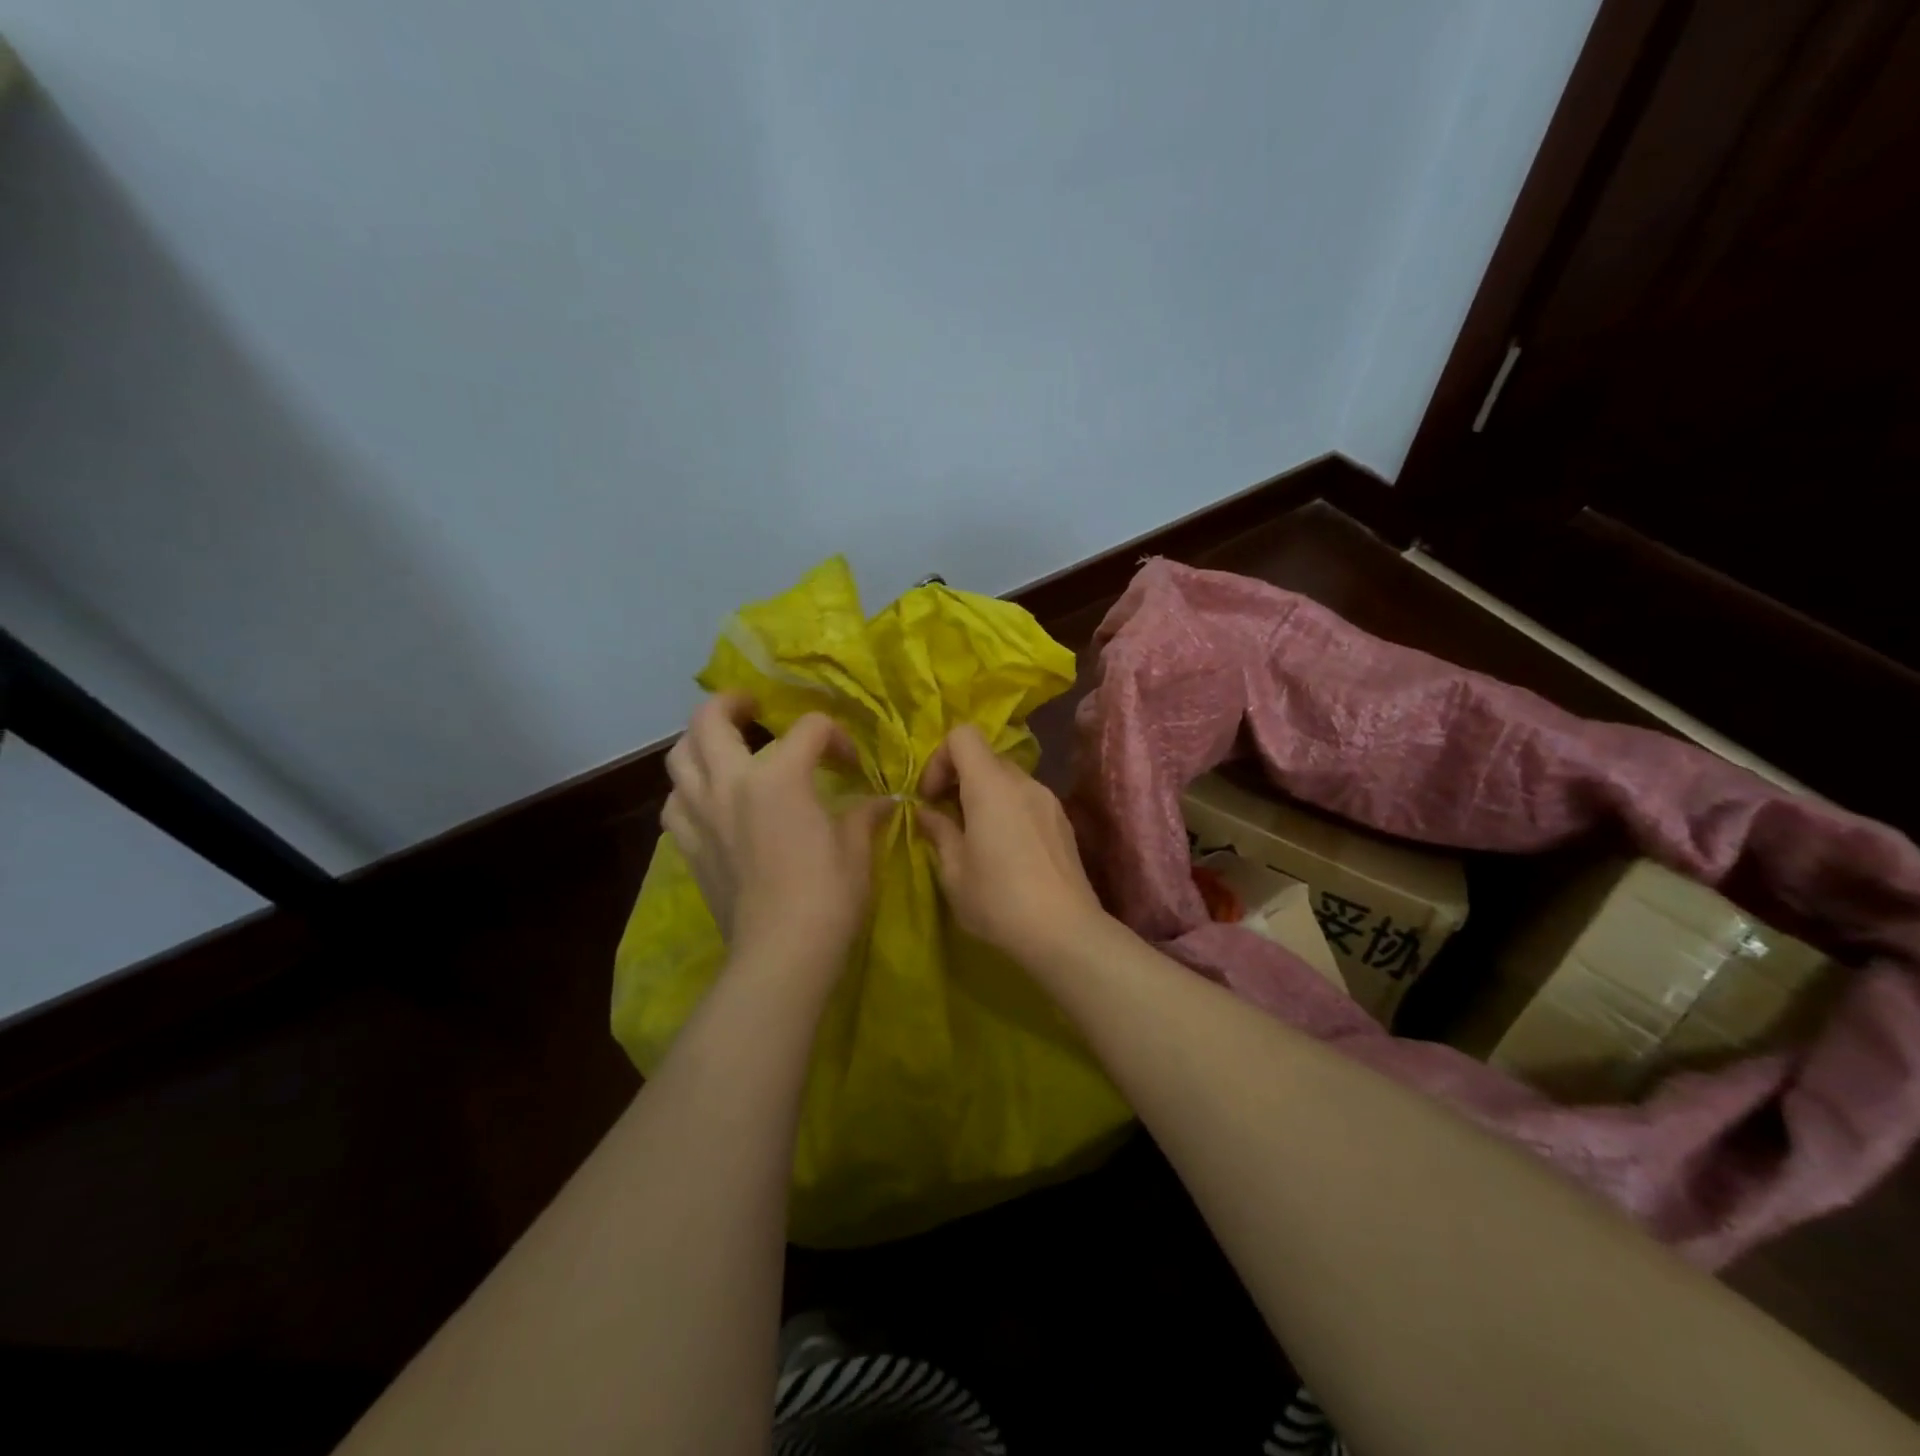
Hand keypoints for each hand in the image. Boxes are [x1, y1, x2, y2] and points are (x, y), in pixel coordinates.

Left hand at [663, 694, 891, 979]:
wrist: (782, 953)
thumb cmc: (829, 895)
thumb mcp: (857, 847)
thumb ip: (865, 814)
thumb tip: (883, 801)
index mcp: (779, 776)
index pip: (808, 729)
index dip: (835, 738)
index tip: (851, 765)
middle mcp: (731, 783)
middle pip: (710, 719)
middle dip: (732, 703)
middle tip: (752, 706)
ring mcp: (702, 814)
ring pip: (679, 757)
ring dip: (700, 743)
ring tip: (722, 747)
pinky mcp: (689, 846)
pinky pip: (675, 804)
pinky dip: (689, 792)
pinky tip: (709, 801)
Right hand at [915, 724, 1109, 965]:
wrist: (1065, 932)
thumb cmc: (999, 901)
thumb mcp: (954, 872)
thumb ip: (939, 832)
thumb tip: (927, 812)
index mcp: (991, 786)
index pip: (963, 735)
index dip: (939, 759)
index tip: (931, 798)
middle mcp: (1023, 782)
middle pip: (986, 757)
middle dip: (959, 779)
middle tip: (947, 820)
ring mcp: (1048, 800)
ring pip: (1008, 780)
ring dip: (984, 796)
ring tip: (975, 838)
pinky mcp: (1063, 822)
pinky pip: (1027, 800)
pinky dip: (1008, 810)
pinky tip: (1005, 852)